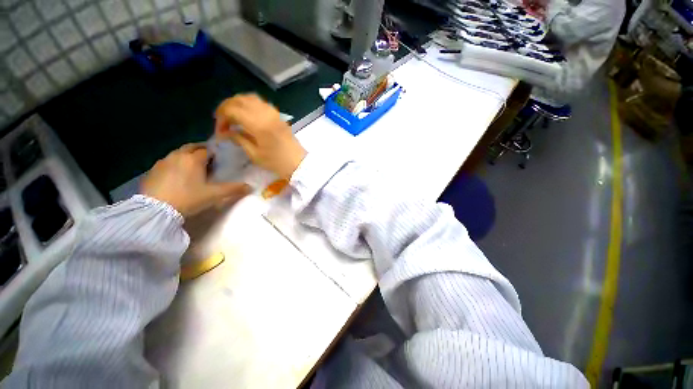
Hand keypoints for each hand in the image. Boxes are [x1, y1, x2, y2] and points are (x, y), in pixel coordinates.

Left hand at [142, 144, 250, 217]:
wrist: (156, 209)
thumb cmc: (189, 198)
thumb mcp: (214, 195)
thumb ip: (233, 189)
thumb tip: (250, 186)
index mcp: (194, 159)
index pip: (207, 150)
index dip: (214, 154)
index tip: (218, 161)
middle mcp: (178, 155)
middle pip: (191, 147)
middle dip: (200, 150)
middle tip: (207, 159)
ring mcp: (163, 161)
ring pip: (178, 153)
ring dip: (187, 156)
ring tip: (192, 167)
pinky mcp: (153, 170)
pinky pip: (168, 161)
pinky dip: (175, 164)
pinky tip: (177, 175)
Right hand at [214, 94, 306, 178]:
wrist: (298, 162)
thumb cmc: (277, 162)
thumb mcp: (255, 154)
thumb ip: (239, 140)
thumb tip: (226, 132)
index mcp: (258, 124)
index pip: (232, 110)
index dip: (222, 118)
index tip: (220, 131)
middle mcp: (265, 114)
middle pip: (239, 100)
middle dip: (226, 107)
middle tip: (223, 121)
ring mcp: (273, 113)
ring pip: (250, 98)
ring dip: (238, 104)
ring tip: (233, 117)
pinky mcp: (278, 116)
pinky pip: (261, 103)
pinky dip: (250, 105)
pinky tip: (247, 115)